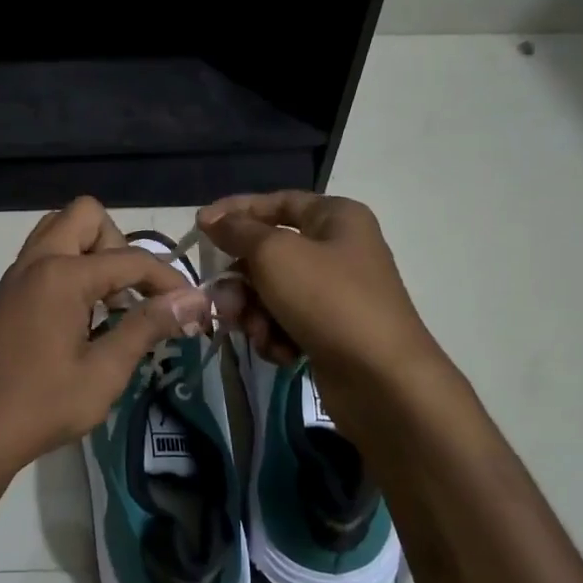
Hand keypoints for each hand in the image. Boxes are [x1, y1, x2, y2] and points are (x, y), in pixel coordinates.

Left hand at [0, 198, 213, 505]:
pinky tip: (82, 319)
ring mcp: (16, 277)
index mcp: (62, 275)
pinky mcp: (5, 297)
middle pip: (86, 216)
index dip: (168, 280)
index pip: (131, 259)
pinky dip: (70, 269)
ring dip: (92, 253)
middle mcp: (36, 262)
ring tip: (109, 304)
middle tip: (132, 294)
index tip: (191, 308)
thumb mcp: (104, 372)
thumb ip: (147, 327)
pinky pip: (43, 258)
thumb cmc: (39, 406)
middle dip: (120, 245)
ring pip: (59, 231)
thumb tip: (194, 299)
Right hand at [197, 191, 449, 430]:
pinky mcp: (330, 332)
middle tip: (224, 303)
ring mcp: (336, 294)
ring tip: (259, 334)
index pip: (277, 202)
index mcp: (336, 218)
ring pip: (272, 293)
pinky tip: (283, 354)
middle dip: (242, 281)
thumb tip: (213, 218)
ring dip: (256, 314)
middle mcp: (338, 250)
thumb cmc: (328, 301)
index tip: (200, 227)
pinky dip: (277, 337)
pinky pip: (286, 323)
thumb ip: (238, 231)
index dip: (236, 211)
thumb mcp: (275, 255)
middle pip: (269, 254)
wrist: (381, 380)